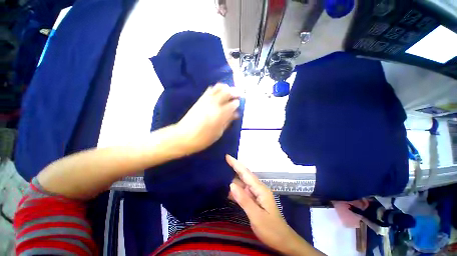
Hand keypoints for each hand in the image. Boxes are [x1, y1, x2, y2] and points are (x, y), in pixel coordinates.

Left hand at [176, 84, 239, 153]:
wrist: (183, 136)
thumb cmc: (203, 138)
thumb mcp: (218, 133)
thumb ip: (228, 121)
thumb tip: (236, 114)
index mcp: (220, 114)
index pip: (233, 104)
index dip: (237, 103)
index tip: (239, 105)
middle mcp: (214, 104)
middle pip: (227, 92)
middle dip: (234, 92)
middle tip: (238, 95)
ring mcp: (206, 100)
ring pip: (218, 87)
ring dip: (226, 88)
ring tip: (229, 92)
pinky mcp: (200, 99)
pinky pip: (209, 89)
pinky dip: (216, 89)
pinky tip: (219, 93)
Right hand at [226, 155, 324, 255]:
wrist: (283, 241)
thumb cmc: (271, 229)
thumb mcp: (256, 216)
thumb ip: (244, 200)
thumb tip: (231, 184)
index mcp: (260, 189)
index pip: (246, 173)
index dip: (236, 164)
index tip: (227, 156)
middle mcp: (258, 188)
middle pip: (244, 175)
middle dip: (234, 168)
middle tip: (222, 163)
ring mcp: (257, 194)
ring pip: (243, 183)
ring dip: (234, 179)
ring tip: (222, 174)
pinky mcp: (255, 200)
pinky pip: (244, 191)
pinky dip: (236, 190)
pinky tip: (229, 191)